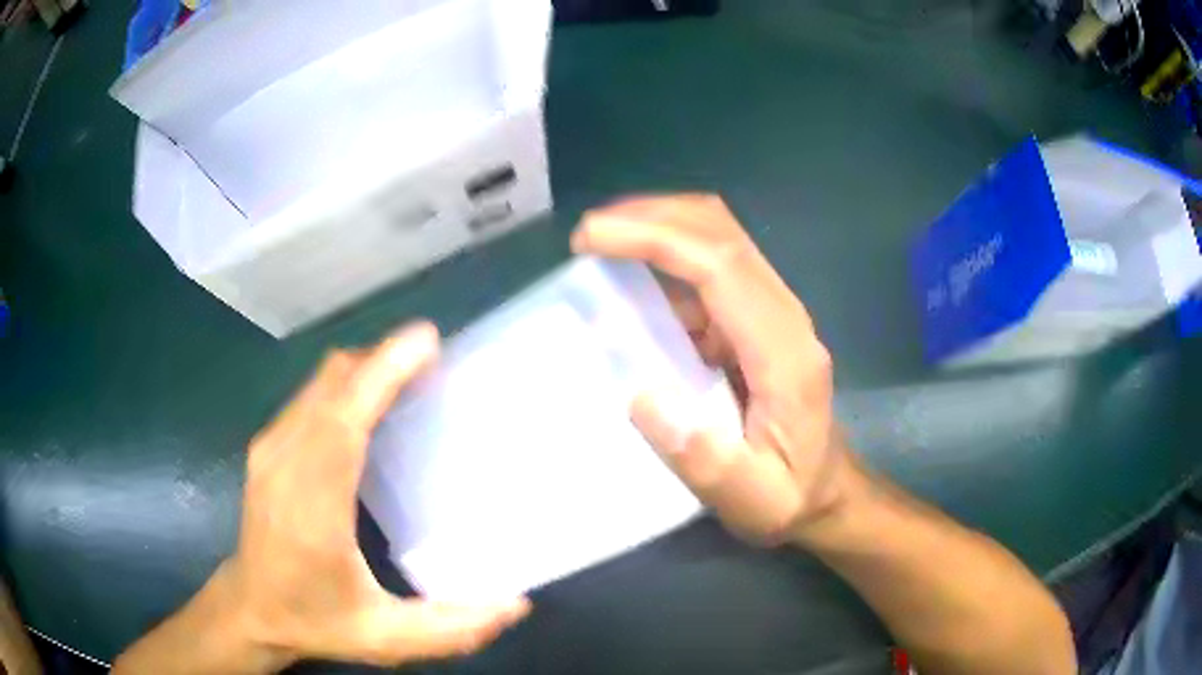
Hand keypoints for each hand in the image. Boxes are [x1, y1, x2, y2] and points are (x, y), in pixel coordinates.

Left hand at [225, 323, 528, 666]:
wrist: (250, 608)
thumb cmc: (315, 620)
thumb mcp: (386, 638)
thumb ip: (451, 628)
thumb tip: (515, 604)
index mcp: (312, 509)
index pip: (342, 421)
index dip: (382, 374)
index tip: (426, 343)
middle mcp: (284, 464)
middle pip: (332, 384)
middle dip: (383, 361)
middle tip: (435, 364)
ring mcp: (269, 449)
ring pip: (320, 382)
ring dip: (366, 369)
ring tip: (411, 378)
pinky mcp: (266, 445)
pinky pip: (310, 395)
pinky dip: (346, 383)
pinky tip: (371, 403)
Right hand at [572, 195, 855, 543]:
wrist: (827, 490)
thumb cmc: (789, 496)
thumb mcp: (749, 498)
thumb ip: (703, 458)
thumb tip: (641, 396)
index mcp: (784, 352)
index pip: (721, 265)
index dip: (656, 238)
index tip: (593, 238)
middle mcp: (783, 315)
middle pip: (721, 231)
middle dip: (651, 215)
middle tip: (588, 235)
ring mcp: (773, 311)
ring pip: (718, 236)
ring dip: (658, 226)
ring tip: (600, 244)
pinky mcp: (757, 317)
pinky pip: (711, 264)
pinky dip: (666, 253)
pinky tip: (631, 273)